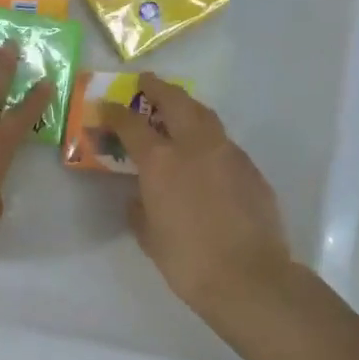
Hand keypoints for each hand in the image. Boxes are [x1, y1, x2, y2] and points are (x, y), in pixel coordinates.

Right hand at [102, 76, 291, 319]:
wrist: (249, 278)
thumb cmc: (188, 260)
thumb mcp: (150, 236)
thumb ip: (139, 208)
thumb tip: (139, 197)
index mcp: (162, 161)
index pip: (132, 125)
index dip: (116, 113)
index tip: (107, 105)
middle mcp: (195, 146)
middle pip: (176, 101)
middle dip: (158, 88)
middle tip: (147, 82)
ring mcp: (228, 153)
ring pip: (205, 116)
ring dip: (188, 107)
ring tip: (177, 109)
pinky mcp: (251, 168)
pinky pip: (225, 143)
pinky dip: (209, 139)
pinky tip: (206, 155)